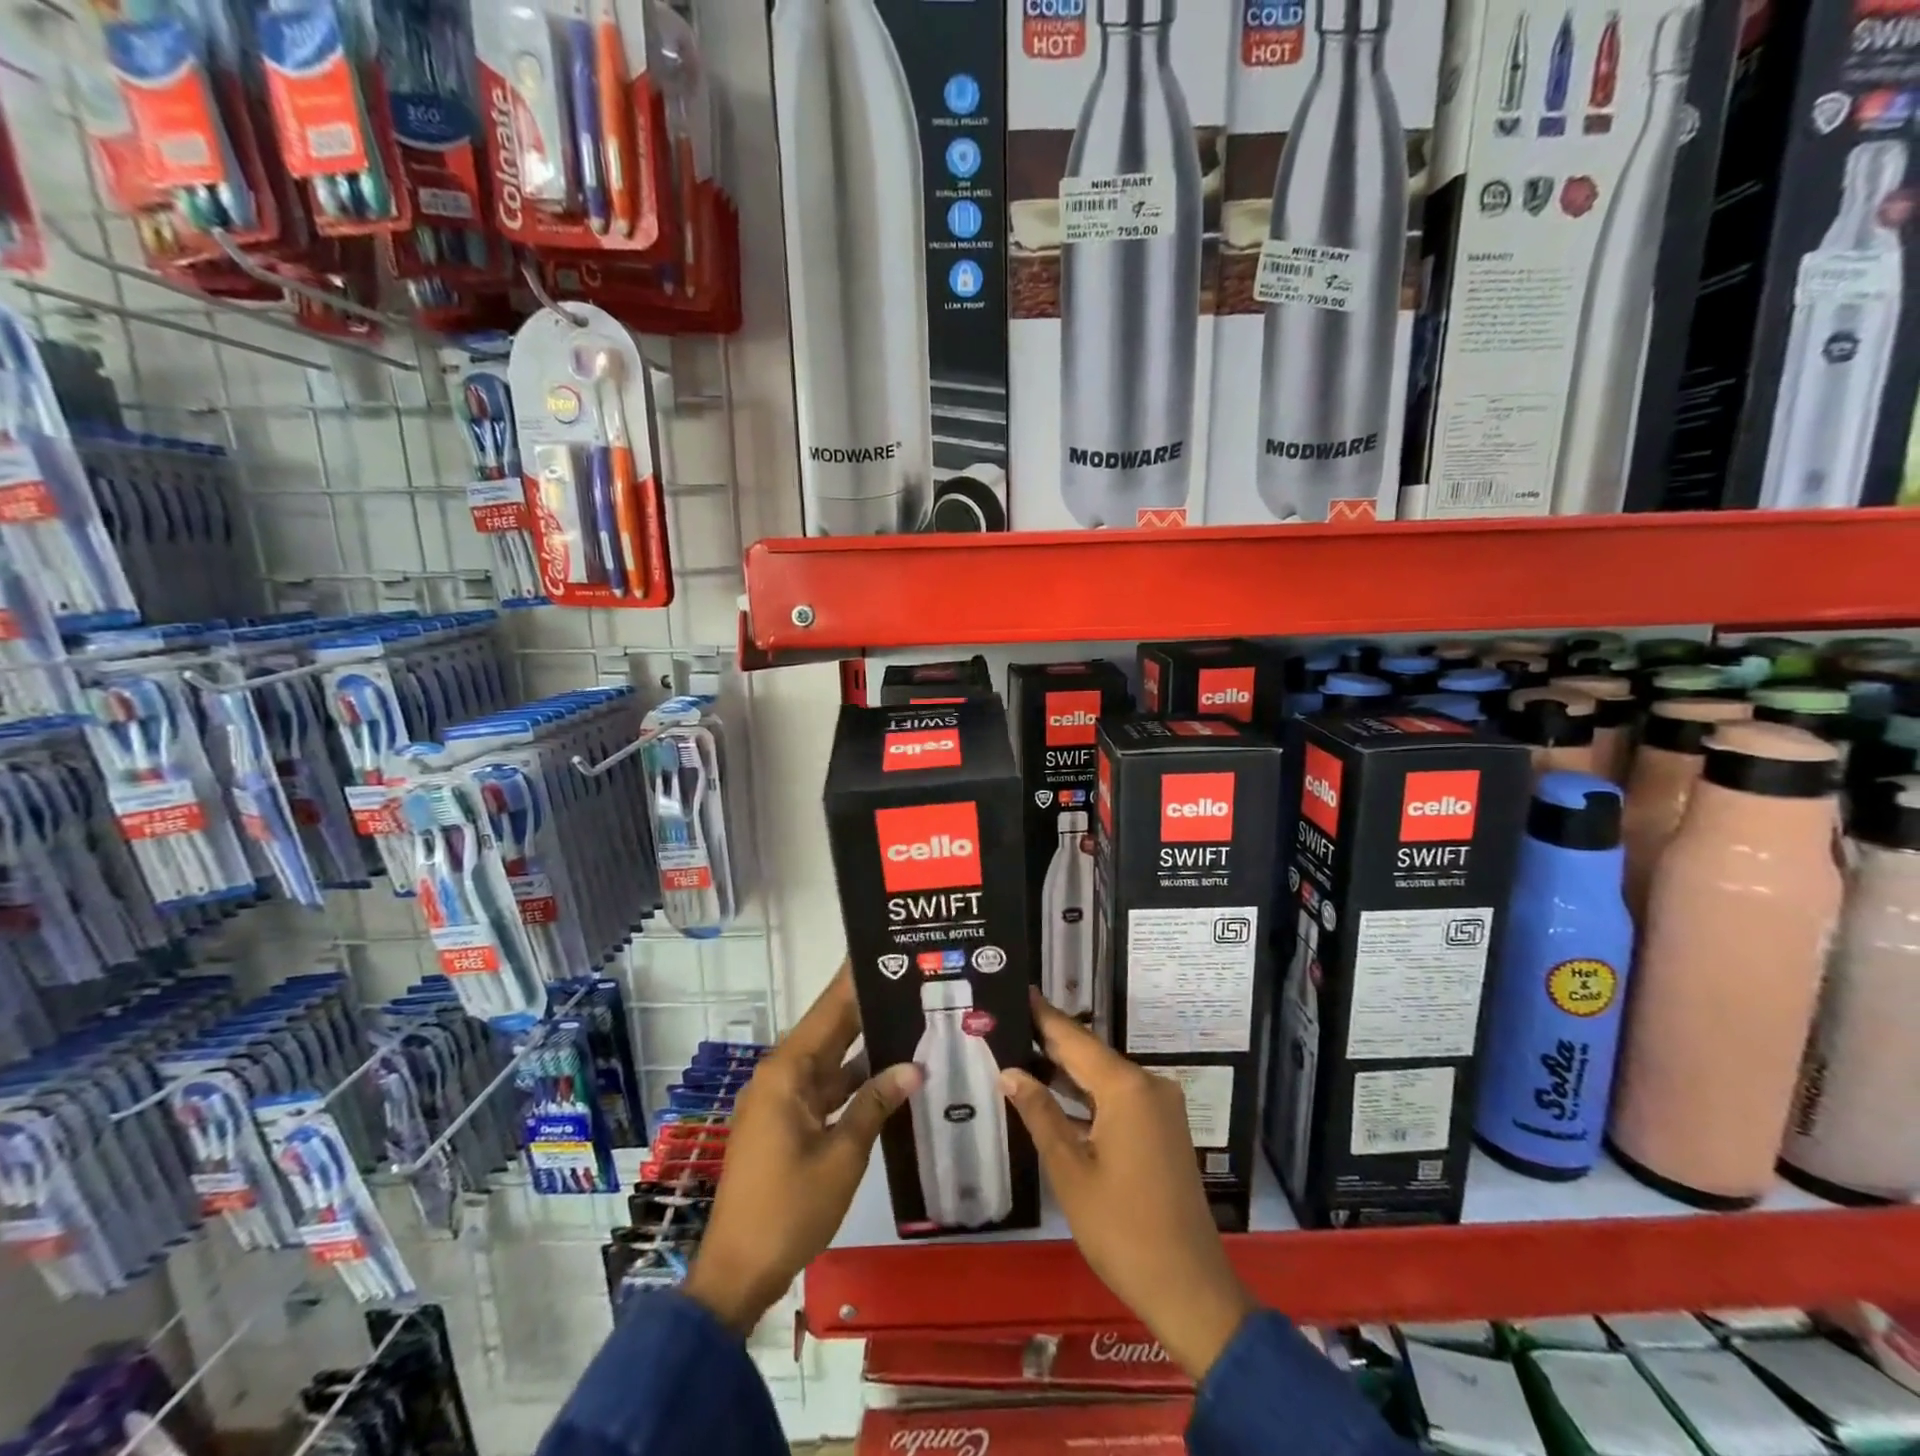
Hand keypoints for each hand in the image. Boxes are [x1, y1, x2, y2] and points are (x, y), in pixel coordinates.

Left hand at [683, 964, 922, 1334]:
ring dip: (865, 1046)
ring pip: (831, 1060)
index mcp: (788, 1072)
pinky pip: (825, 1088)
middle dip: (867, 1006)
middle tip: (910, 981)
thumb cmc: (788, 1210)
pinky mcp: (786, 1124)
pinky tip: (890, 1075)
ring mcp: (782, 1100)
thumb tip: (913, 1066)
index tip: (884, 949)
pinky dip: (854, 1081)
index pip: (829, 1009)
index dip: (855, 979)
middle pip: (830, 1030)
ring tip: (910, 1020)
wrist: (737, 1273)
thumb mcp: (842, 1156)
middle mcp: (782, 1076)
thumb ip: (876, 1105)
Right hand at [1001, 992, 1255, 1381]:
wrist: (1190, 1288)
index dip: (1043, 1015)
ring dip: (1067, 1070)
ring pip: (1104, 1076)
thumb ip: (1040, 1114)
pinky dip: (1088, 1095)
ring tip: (1021, 1051)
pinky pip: (1119, 1098)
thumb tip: (1009, 1071)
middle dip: (1050, 1040)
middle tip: (1009, 1020)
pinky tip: (1057, 1094)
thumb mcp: (1070, 1171)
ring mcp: (1161, 1108)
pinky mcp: (1164, 1129)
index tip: (1019, 988)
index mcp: (1126, 1087)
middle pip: (1090, 1054)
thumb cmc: (1122, 1229)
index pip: (1074, 1038)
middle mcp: (1148, 1085)